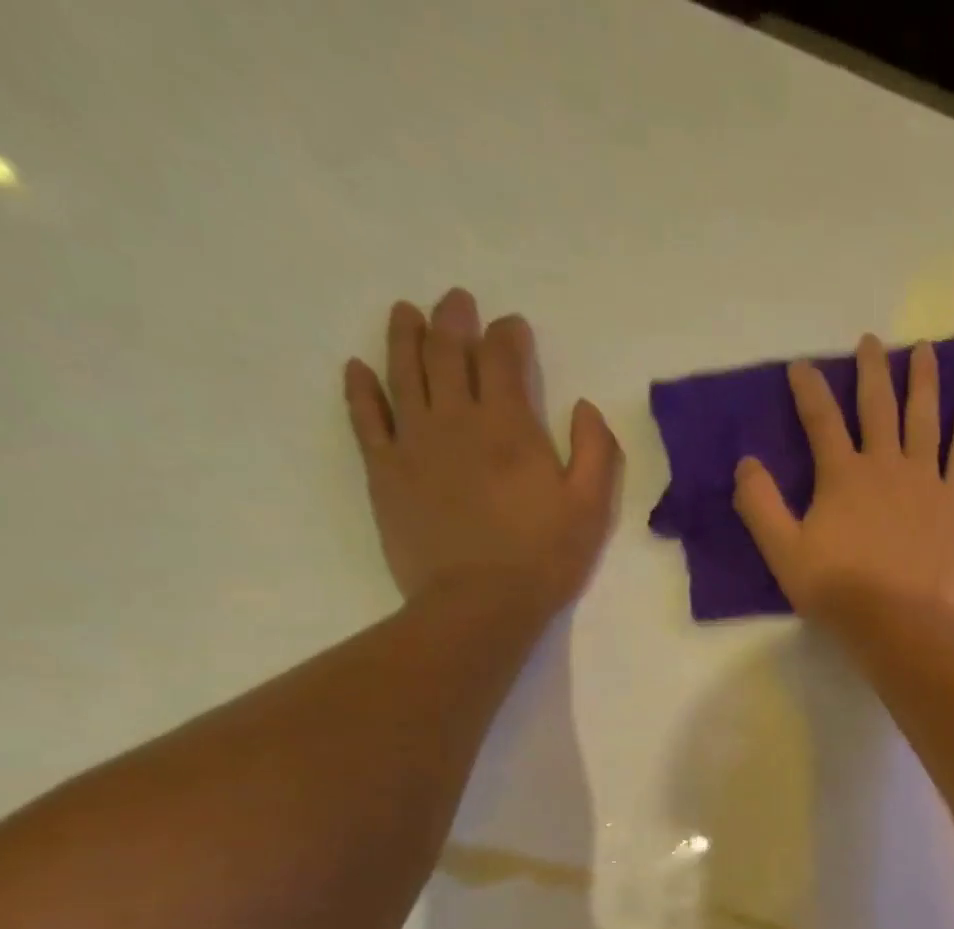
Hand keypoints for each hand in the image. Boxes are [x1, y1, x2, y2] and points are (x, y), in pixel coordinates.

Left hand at [344, 288, 621, 615]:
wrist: (479, 601)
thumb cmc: (545, 556)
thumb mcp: (592, 506)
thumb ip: (595, 450)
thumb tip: (584, 406)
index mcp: (508, 426)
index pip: (501, 360)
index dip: (507, 335)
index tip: (513, 324)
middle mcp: (454, 419)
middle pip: (446, 353)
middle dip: (454, 321)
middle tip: (457, 301)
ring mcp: (412, 441)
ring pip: (402, 372)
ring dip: (404, 336)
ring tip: (407, 312)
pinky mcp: (384, 469)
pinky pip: (365, 416)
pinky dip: (360, 387)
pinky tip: (359, 368)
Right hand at [733, 333, 953, 623]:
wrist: (899, 622)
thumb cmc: (839, 591)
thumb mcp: (783, 552)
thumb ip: (760, 505)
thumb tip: (746, 462)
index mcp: (842, 475)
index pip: (820, 419)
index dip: (809, 389)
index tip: (801, 366)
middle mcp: (885, 464)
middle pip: (878, 406)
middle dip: (872, 370)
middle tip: (871, 342)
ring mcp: (926, 480)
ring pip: (924, 419)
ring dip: (923, 382)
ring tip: (925, 351)